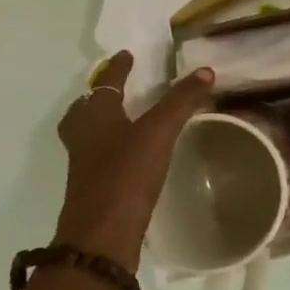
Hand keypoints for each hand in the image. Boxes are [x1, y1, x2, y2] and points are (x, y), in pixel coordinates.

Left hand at [52, 53, 213, 271]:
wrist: (102, 234)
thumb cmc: (126, 173)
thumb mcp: (159, 131)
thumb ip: (181, 101)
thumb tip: (205, 70)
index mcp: (94, 116)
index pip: (106, 83)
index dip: (119, 68)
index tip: (128, 55)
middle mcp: (84, 136)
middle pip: (87, 108)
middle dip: (101, 95)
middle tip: (118, 87)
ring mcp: (86, 163)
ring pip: (91, 132)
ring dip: (105, 119)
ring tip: (126, 116)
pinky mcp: (95, 185)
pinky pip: (101, 153)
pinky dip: (113, 143)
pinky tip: (133, 151)